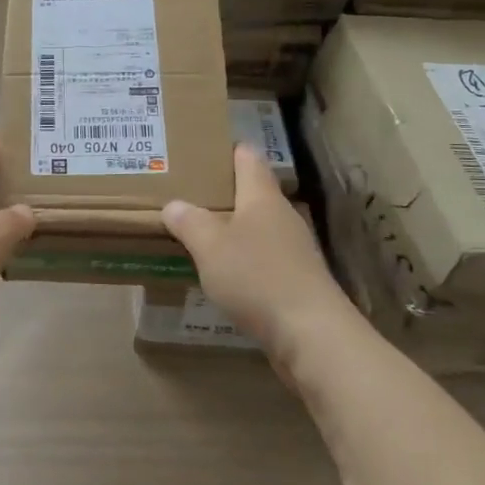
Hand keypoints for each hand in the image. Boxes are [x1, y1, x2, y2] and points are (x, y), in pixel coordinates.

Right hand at [162, 144, 354, 365]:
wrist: (311, 335)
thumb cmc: (257, 277)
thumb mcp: (210, 246)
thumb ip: (189, 222)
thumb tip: (174, 206)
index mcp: (262, 197)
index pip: (247, 157)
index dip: (226, 150)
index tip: (199, 151)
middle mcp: (281, 216)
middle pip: (251, 193)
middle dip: (221, 193)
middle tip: (185, 195)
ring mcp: (292, 249)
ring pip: (255, 227)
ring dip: (229, 229)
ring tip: (195, 234)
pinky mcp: (296, 280)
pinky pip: (261, 259)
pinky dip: (241, 260)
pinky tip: (221, 275)